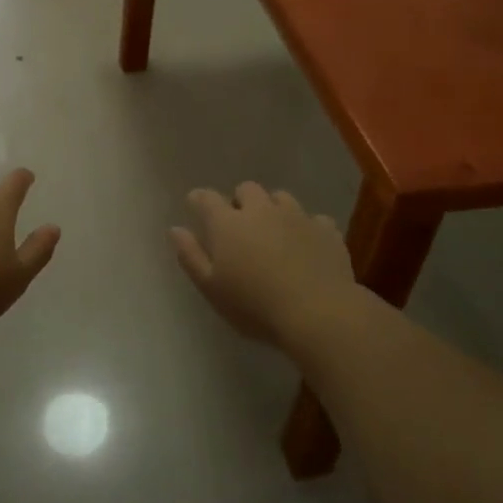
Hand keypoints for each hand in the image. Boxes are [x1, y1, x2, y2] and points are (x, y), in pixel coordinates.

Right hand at [171, 182, 362, 349]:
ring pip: (281, 197)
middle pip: (247, 189)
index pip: (206, 198)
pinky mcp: (327, 230)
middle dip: (240, 201)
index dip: (199, 200)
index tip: (196, 207)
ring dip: (273, 208)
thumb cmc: (254, 306)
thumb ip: (190, 256)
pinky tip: (307, 245)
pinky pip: (314, 219)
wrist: (318, 313)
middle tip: (239, 225)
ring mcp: (297, 217)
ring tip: (274, 231)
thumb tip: (175, 229)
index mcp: (228, 223)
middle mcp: (261, 210)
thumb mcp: (211, 288)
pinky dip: (307, 228)